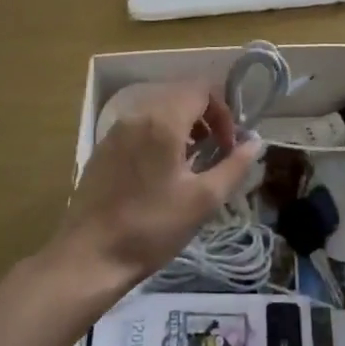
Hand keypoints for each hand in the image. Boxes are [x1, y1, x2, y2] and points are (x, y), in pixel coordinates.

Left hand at [53, 82, 260, 287]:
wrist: (89, 256)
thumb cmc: (152, 227)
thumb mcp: (204, 200)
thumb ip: (234, 166)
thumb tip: (255, 142)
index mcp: (162, 121)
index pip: (201, 89)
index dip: (223, 112)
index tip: (229, 146)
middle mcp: (137, 116)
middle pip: (180, 96)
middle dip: (205, 119)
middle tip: (216, 154)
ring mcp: (115, 131)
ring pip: (158, 112)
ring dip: (183, 128)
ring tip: (191, 165)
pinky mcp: (103, 149)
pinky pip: (139, 128)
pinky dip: (159, 137)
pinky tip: (161, 175)